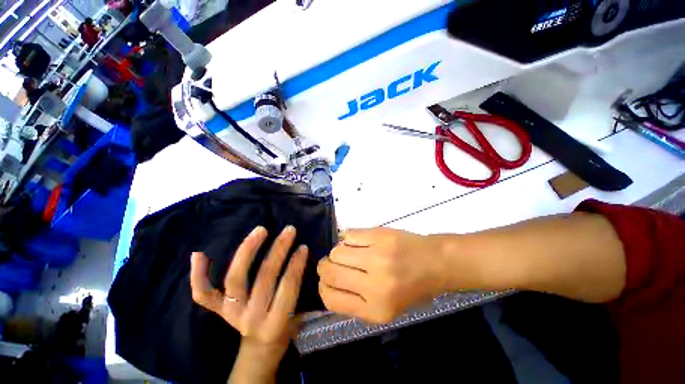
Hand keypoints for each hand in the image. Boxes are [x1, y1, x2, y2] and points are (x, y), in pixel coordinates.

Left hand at [190, 226, 307, 381]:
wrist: (259, 351)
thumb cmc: (284, 329)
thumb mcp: (297, 315)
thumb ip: (298, 287)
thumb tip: (302, 254)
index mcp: (276, 322)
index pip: (287, 286)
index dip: (296, 264)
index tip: (303, 246)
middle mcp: (251, 317)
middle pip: (264, 278)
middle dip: (279, 250)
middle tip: (288, 231)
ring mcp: (231, 313)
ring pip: (236, 278)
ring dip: (248, 251)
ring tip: (260, 231)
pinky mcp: (218, 311)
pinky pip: (204, 295)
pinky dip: (198, 276)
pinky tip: (199, 254)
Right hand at [317, 228, 446, 322]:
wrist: (435, 263)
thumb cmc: (412, 289)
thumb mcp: (385, 310)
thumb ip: (355, 302)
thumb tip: (328, 284)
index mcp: (375, 310)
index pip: (331, 299)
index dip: (323, 286)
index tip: (326, 279)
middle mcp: (375, 284)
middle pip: (330, 271)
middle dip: (325, 266)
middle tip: (331, 262)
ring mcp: (378, 257)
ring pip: (337, 251)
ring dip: (338, 251)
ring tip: (349, 251)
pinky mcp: (380, 236)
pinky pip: (349, 234)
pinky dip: (348, 238)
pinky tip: (357, 241)